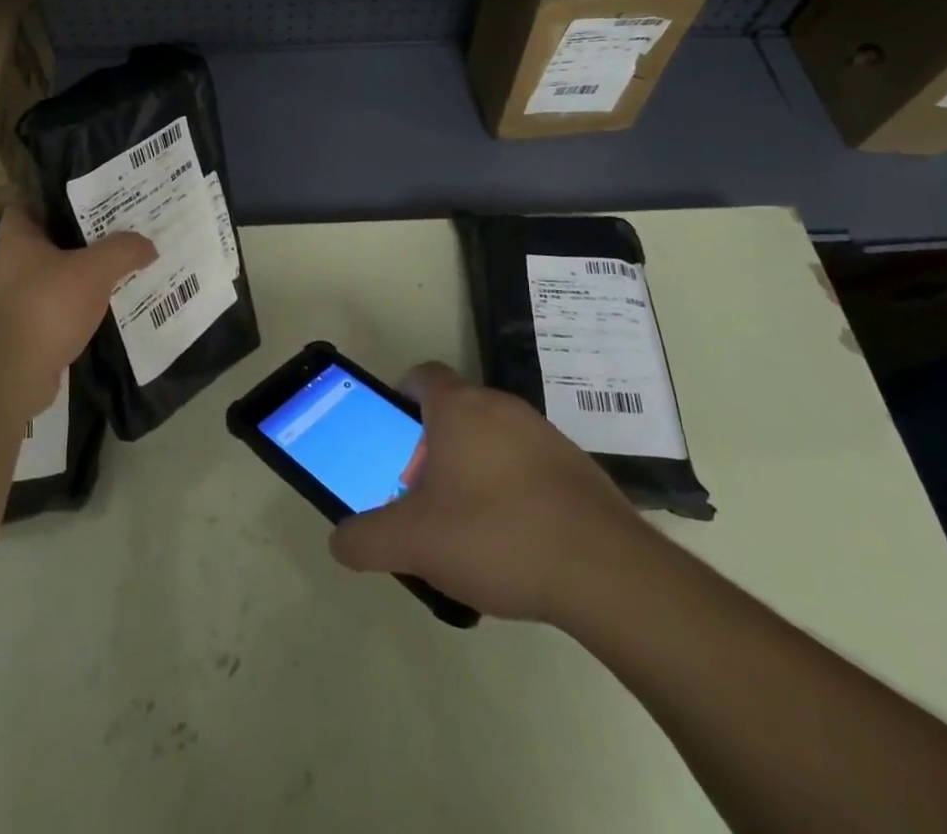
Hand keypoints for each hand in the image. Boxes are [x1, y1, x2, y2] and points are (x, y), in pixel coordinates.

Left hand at [0, 207, 154, 416]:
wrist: (9, 375)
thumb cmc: (46, 306)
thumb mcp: (94, 270)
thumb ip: (123, 251)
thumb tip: (147, 244)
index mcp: (15, 240)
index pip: (26, 207)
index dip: (53, 203)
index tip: (86, 204)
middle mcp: (5, 267)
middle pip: (42, 245)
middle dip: (74, 243)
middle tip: (112, 239)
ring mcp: (7, 304)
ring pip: (47, 281)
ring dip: (74, 281)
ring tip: (111, 277)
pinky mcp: (15, 336)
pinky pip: (48, 314)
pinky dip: (69, 313)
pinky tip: (98, 316)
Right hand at [329, 364, 658, 625]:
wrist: (606, 572)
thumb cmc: (495, 535)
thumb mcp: (413, 543)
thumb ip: (366, 539)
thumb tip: (340, 541)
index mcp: (458, 409)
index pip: (421, 375)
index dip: (401, 396)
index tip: (394, 433)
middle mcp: (501, 407)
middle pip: (456, 410)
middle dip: (434, 444)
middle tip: (423, 491)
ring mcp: (544, 434)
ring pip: (494, 437)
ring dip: (474, 466)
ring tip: (468, 524)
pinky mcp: (577, 466)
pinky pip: (529, 464)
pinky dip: (513, 488)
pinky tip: (514, 539)